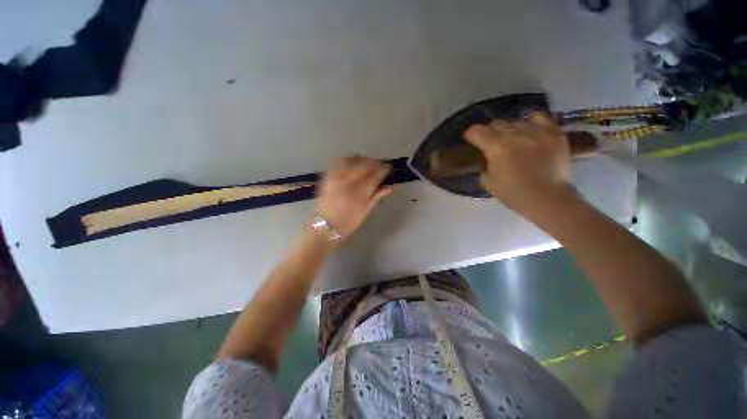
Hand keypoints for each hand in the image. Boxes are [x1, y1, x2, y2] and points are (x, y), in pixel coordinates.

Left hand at [314, 157, 393, 240]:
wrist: (325, 227)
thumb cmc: (349, 221)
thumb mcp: (366, 209)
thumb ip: (377, 195)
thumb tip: (391, 186)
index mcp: (360, 192)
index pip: (376, 176)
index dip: (384, 169)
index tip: (389, 167)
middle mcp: (349, 182)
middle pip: (364, 165)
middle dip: (374, 162)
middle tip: (379, 164)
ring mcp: (336, 178)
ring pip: (351, 160)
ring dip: (361, 160)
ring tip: (366, 163)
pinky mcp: (327, 177)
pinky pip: (337, 162)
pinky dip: (346, 160)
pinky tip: (350, 164)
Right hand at [464, 113, 572, 212]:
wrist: (548, 197)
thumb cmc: (514, 193)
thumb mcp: (488, 182)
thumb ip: (485, 166)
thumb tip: (488, 159)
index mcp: (495, 147)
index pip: (476, 131)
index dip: (470, 134)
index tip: (471, 140)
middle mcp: (513, 134)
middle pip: (495, 124)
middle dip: (490, 132)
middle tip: (492, 143)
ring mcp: (535, 130)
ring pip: (515, 121)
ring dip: (509, 130)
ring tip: (513, 140)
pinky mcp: (553, 132)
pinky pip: (538, 117)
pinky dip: (531, 123)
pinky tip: (531, 132)